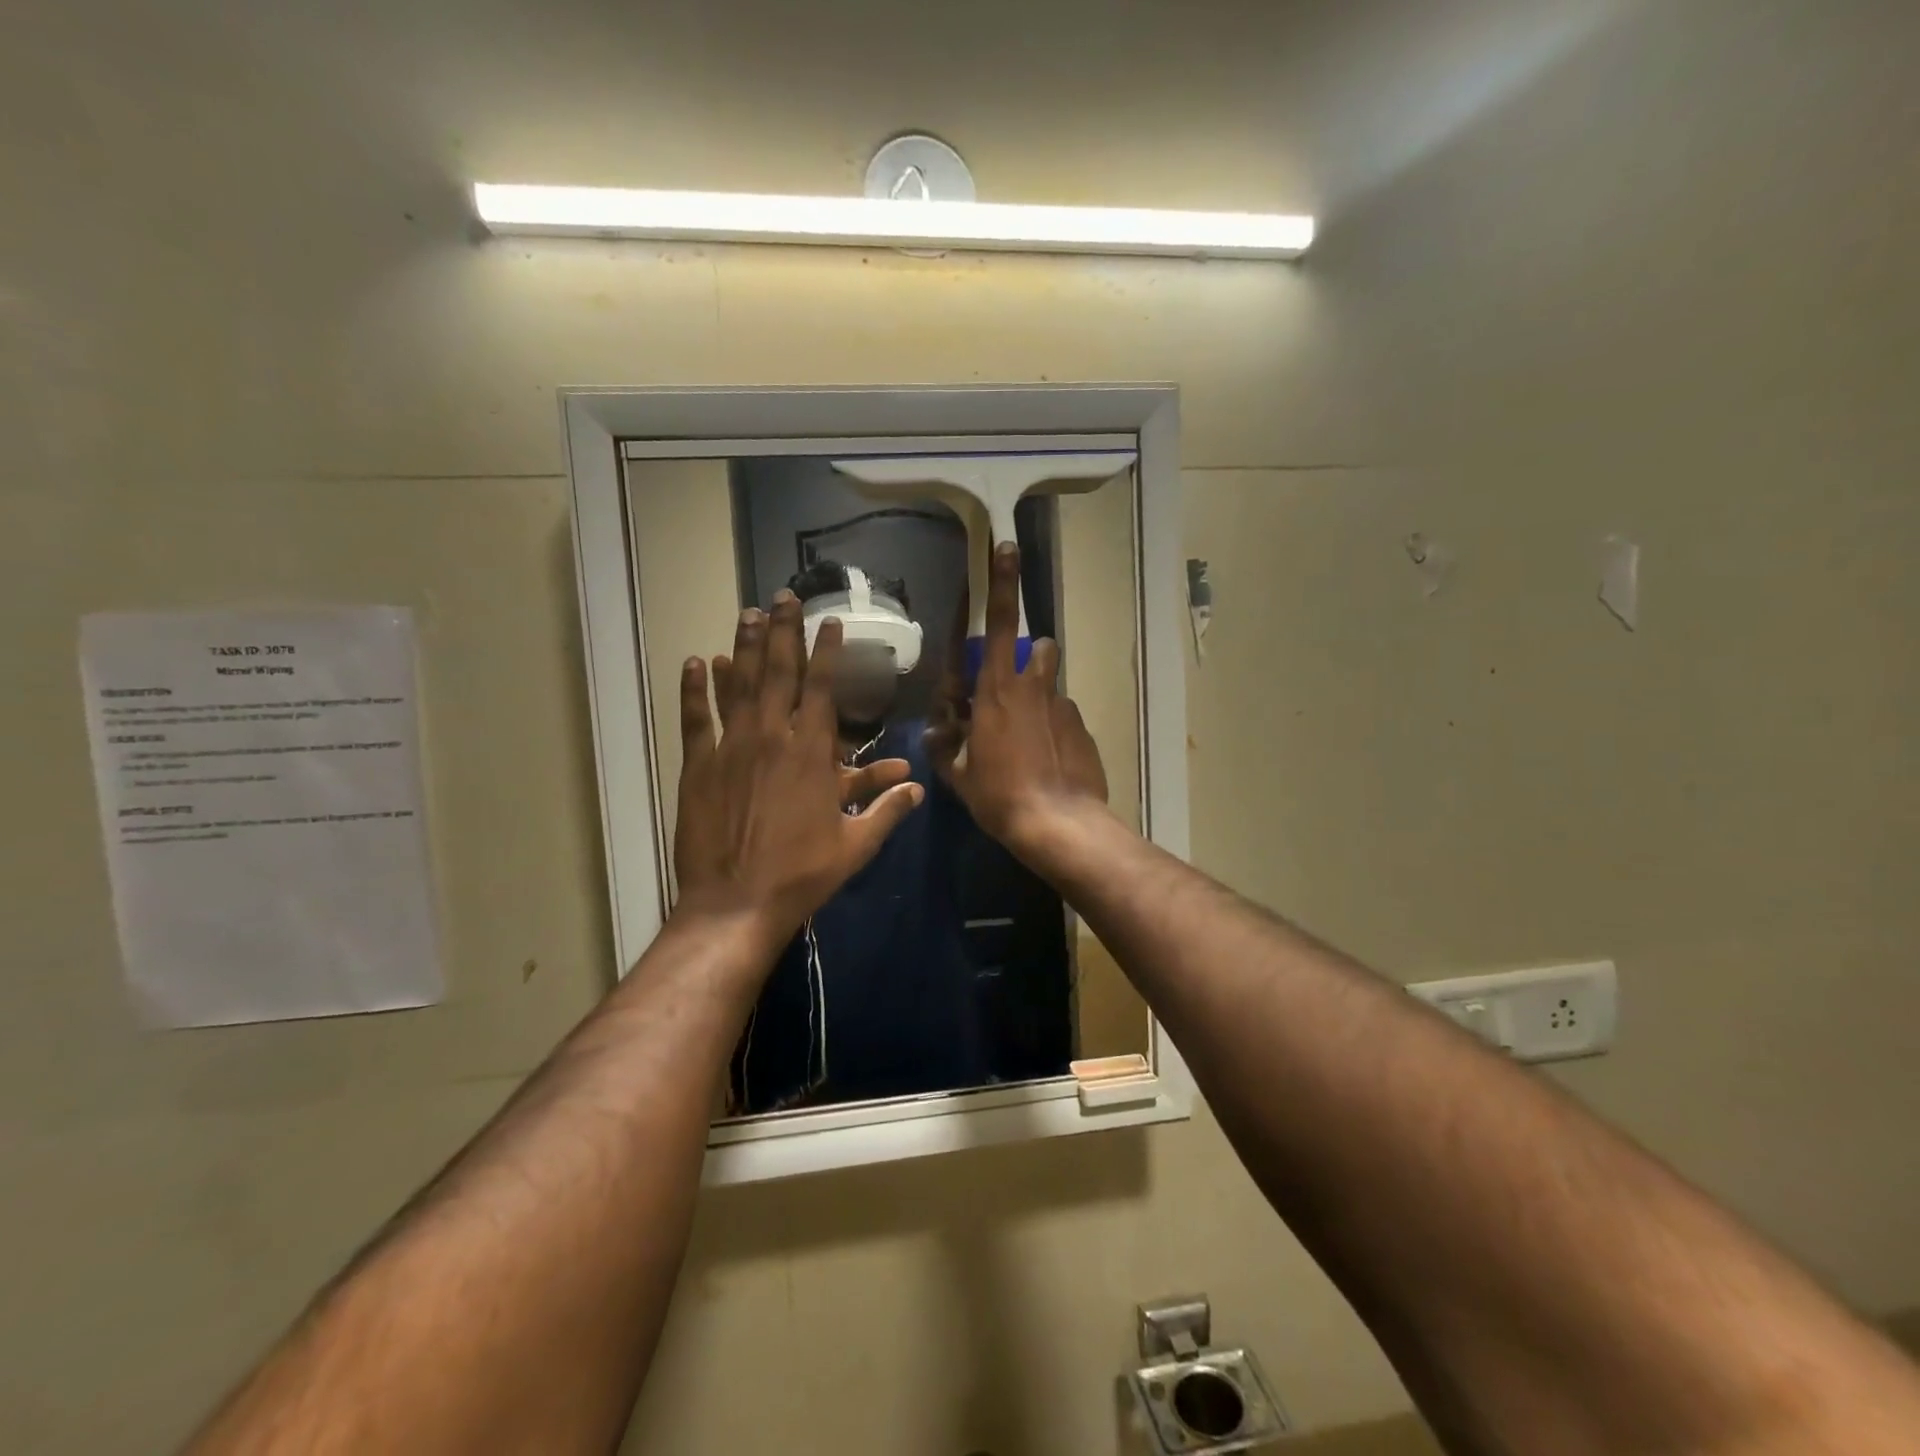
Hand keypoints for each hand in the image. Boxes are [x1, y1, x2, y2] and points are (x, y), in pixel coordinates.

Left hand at [674, 592, 922, 944]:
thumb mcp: (856, 846)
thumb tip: (918, 787)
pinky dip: (695, 689)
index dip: (827, 651)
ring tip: (747, 613)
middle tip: (782, 598)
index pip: (821, 688)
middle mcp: (771, 739)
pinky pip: (696, 719)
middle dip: (783, 632)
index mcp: (810, 754)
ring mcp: (730, 749)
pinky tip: (698, 661)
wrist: (736, 904)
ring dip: (744, 647)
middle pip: (778, 673)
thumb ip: (887, 810)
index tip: (830, 622)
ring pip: (738, 686)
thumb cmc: (801, 875)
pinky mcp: (698, 767)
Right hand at [927, 541, 1107, 859]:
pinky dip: (1054, 730)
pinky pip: (1064, 716)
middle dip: (1028, 659)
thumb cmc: (999, 796)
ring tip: (1034, 737)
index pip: (996, 624)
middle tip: (1014, 694)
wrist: (1058, 823)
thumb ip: (946, 746)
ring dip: (1041, 697)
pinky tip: (1050, 763)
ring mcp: (1063, 706)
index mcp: (995, 690)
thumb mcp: (958, 775)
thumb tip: (937, 732)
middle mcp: (1033, 687)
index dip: (1001, 583)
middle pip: (1037, 649)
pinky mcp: (1083, 727)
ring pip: (1051, 684)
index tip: (1008, 548)